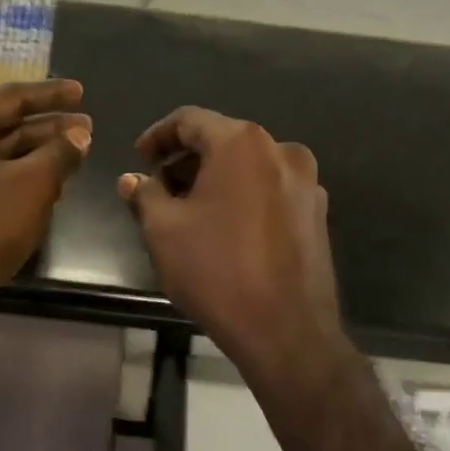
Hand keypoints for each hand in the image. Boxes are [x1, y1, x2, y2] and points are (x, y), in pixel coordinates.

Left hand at [0, 80, 90, 378]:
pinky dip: (14, 179)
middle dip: (46, 128)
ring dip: (34, 156)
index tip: (81, 92)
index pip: (9, 96)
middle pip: (0, 125)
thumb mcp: (32, 185)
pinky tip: (47, 187)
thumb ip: (60, 153)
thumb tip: (79, 136)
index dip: (51, 95)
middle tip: (86, 129)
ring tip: (75, 156)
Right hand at [119, 107, 346, 385]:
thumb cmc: (217, 271)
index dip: (158, 136)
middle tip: (158, 189)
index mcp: (242, 143)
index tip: (139, 159)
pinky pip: (270, 190)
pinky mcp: (317, 213)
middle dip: (186, 160)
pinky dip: (242, 197)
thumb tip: (132, 179)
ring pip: (248, 166)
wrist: (287, 330)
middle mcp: (281, 150)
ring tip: (188, 211)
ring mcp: (306, 182)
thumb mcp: (164, 231)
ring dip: (215, 179)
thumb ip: (145, 194)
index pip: (190, 120)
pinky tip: (224, 228)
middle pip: (223, 140)